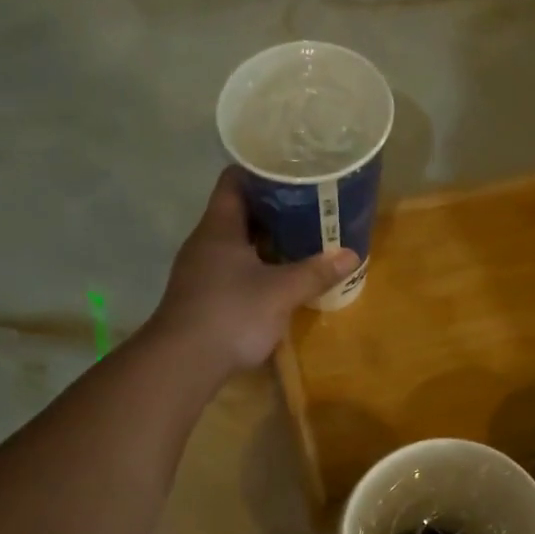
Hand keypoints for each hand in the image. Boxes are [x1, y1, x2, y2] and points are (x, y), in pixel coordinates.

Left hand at [149, 168, 359, 374]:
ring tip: (302, 239)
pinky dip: (257, 266)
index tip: (293, 170)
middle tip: (310, 206)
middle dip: (274, 209)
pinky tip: (280, 277)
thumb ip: (315, 272)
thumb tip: (351, 254)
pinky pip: (234, 269)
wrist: (183, 363)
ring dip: (267, 241)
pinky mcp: (203, 296)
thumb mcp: (281, 292)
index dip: (262, 170)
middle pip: (239, 212)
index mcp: (219, 227)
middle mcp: (206, 242)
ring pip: (237, 244)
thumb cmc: (231, 314)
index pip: (235, 180)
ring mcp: (201, 271)